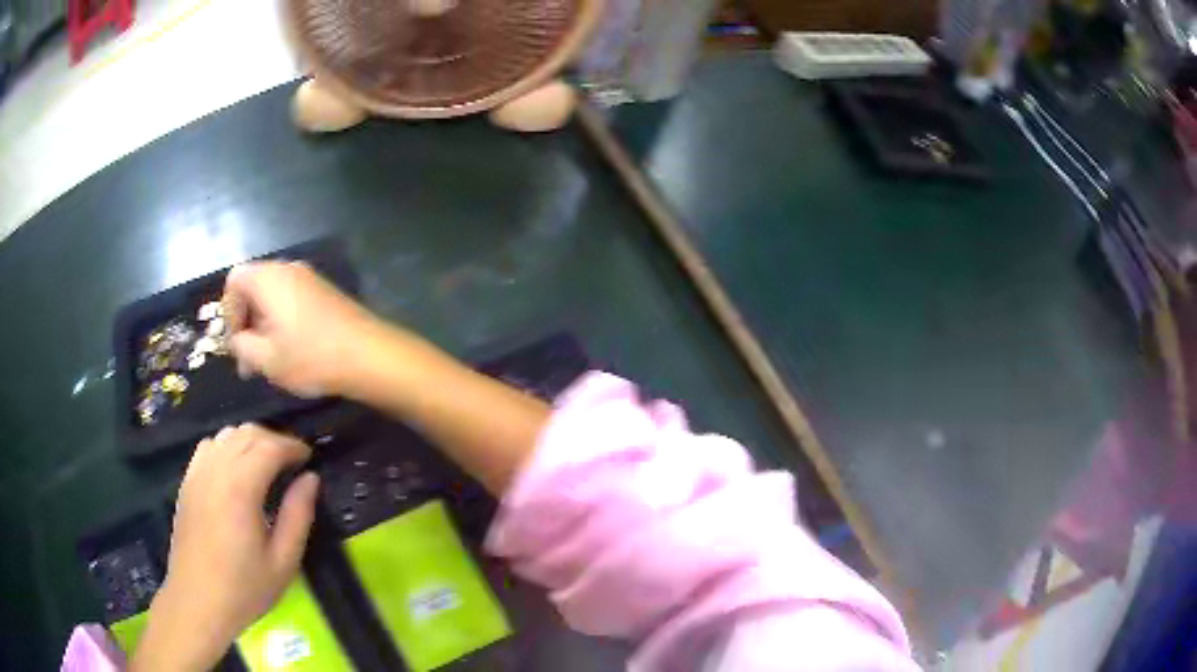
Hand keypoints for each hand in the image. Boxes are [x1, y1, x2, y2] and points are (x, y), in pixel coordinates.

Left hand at [131, 425, 318, 671]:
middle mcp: (215, 471)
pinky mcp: (187, 482)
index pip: (269, 446)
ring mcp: (197, 473)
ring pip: (226, 434)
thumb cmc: (244, 588)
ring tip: (267, 463)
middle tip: (293, 461)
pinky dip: (227, 446)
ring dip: (250, 440)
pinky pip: (208, 447)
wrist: (197, 602)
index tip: (309, 458)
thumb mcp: (283, 562)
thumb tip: (310, 479)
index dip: (293, 446)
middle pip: (247, 433)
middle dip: (274, 439)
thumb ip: (298, 516)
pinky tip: (236, 469)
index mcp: (240, 488)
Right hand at [223, 261, 381, 397]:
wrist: (369, 355)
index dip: (228, 312)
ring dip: (263, 327)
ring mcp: (309, 279)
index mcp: (269, 277)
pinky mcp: (324, 292)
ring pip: (272, 297)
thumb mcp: (266, 359)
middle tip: (249, 361)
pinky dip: (282, 323)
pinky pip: (291, 301)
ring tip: (268, 363)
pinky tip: (289, 353)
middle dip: (245, 323)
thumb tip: (237, 340)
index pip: (234, 281)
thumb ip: (241, 346)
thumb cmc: (311, 356)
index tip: (236, 343)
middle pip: (253, 287)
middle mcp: (288, 269)